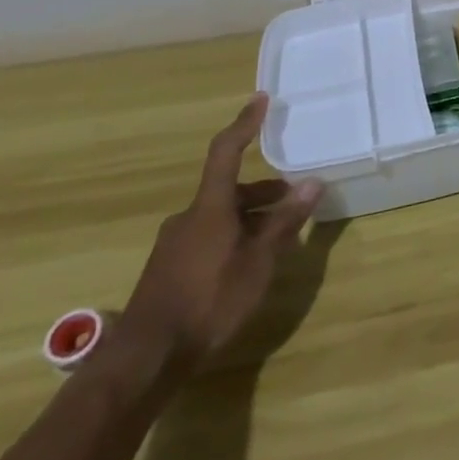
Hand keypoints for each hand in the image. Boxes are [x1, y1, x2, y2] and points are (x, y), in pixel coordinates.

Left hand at [116, 94, 324, 372]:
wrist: (145, 359)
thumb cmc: (209, 300)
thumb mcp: (258, 262)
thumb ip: (285, 222)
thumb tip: (312, 183)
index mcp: (210, 207)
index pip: (227, 152)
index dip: (244, 124)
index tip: (260, 100)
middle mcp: (188, 217)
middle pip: (230, 190)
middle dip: (265, 193)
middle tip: (295, 204)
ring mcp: (174, 243)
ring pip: (220, 216)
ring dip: (251, 219)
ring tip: (278, 241)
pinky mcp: (168, 268)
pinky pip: (208, 237)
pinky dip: (234, 237)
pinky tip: (247, 266)